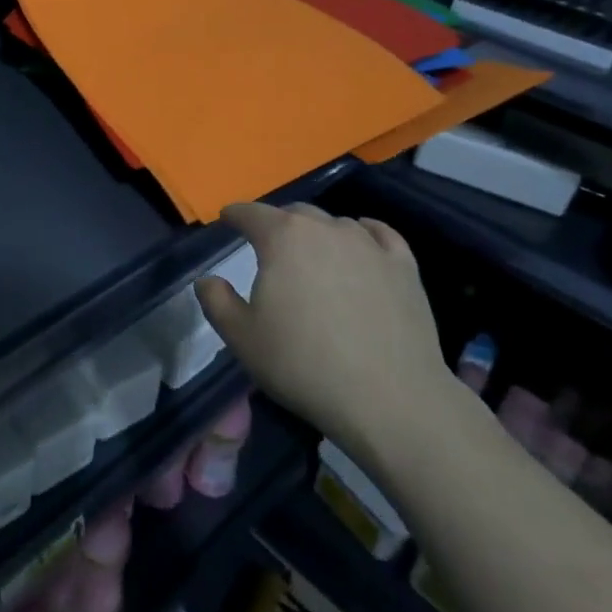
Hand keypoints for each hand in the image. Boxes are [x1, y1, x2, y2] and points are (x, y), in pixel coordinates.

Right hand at [194, 203, 455, 474]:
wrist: (388, 398)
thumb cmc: (302, 364)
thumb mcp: (241, 337)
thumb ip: (215, 300)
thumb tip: (207, 279)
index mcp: (282, 238)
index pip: (251, 214)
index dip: (235, 215)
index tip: (227, 219)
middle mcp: (326, 229)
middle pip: (295, 213)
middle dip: (276, 223)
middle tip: (267, 246)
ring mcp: (369, 245)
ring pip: (336, 224)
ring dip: (317, 233)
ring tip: (312, 255)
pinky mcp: (404, 267)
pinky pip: (379, 235)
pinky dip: (364, 233)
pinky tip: (361, 242)